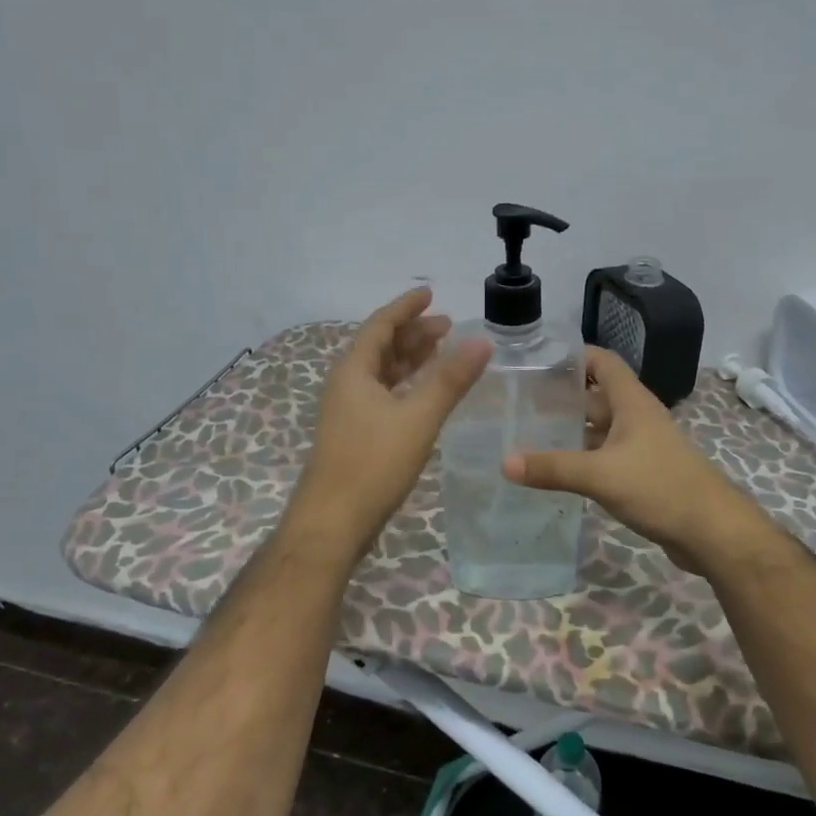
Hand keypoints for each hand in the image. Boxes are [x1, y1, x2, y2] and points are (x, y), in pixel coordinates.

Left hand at [293, 288, 490, 549]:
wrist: (333, 521)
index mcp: (354, 371)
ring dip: (410, 359)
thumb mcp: (418, 418)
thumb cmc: (373, 464)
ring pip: (382, 373)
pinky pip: (383, 395)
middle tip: (448, 325)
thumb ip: (450, 379)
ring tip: (442, 351)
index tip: (430, 293)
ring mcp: (349, 412)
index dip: (406, 307)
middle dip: (413, 333)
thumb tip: (481, 341)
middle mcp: (347, 385)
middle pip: (381, 347)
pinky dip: (406, 386)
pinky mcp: (356, 435)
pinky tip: (425, 394)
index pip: (381, 325)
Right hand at [503, 346, 770, 571]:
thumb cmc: (660, 487)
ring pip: (600, 428)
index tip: (536, 361)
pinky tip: (556, 470)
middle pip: (596, 395)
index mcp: (631, 402)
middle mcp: (637, 417)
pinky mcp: (642, 473)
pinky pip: (605, 456)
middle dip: (562, 396)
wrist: (712, 531)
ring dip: (571, 429)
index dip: (573, 355)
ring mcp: (641, 446)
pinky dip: (582, 457)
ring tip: (529, 433)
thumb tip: (504, 463)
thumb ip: (553, 468)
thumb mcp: (601, 475)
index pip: (602, 361)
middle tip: (520, 402)